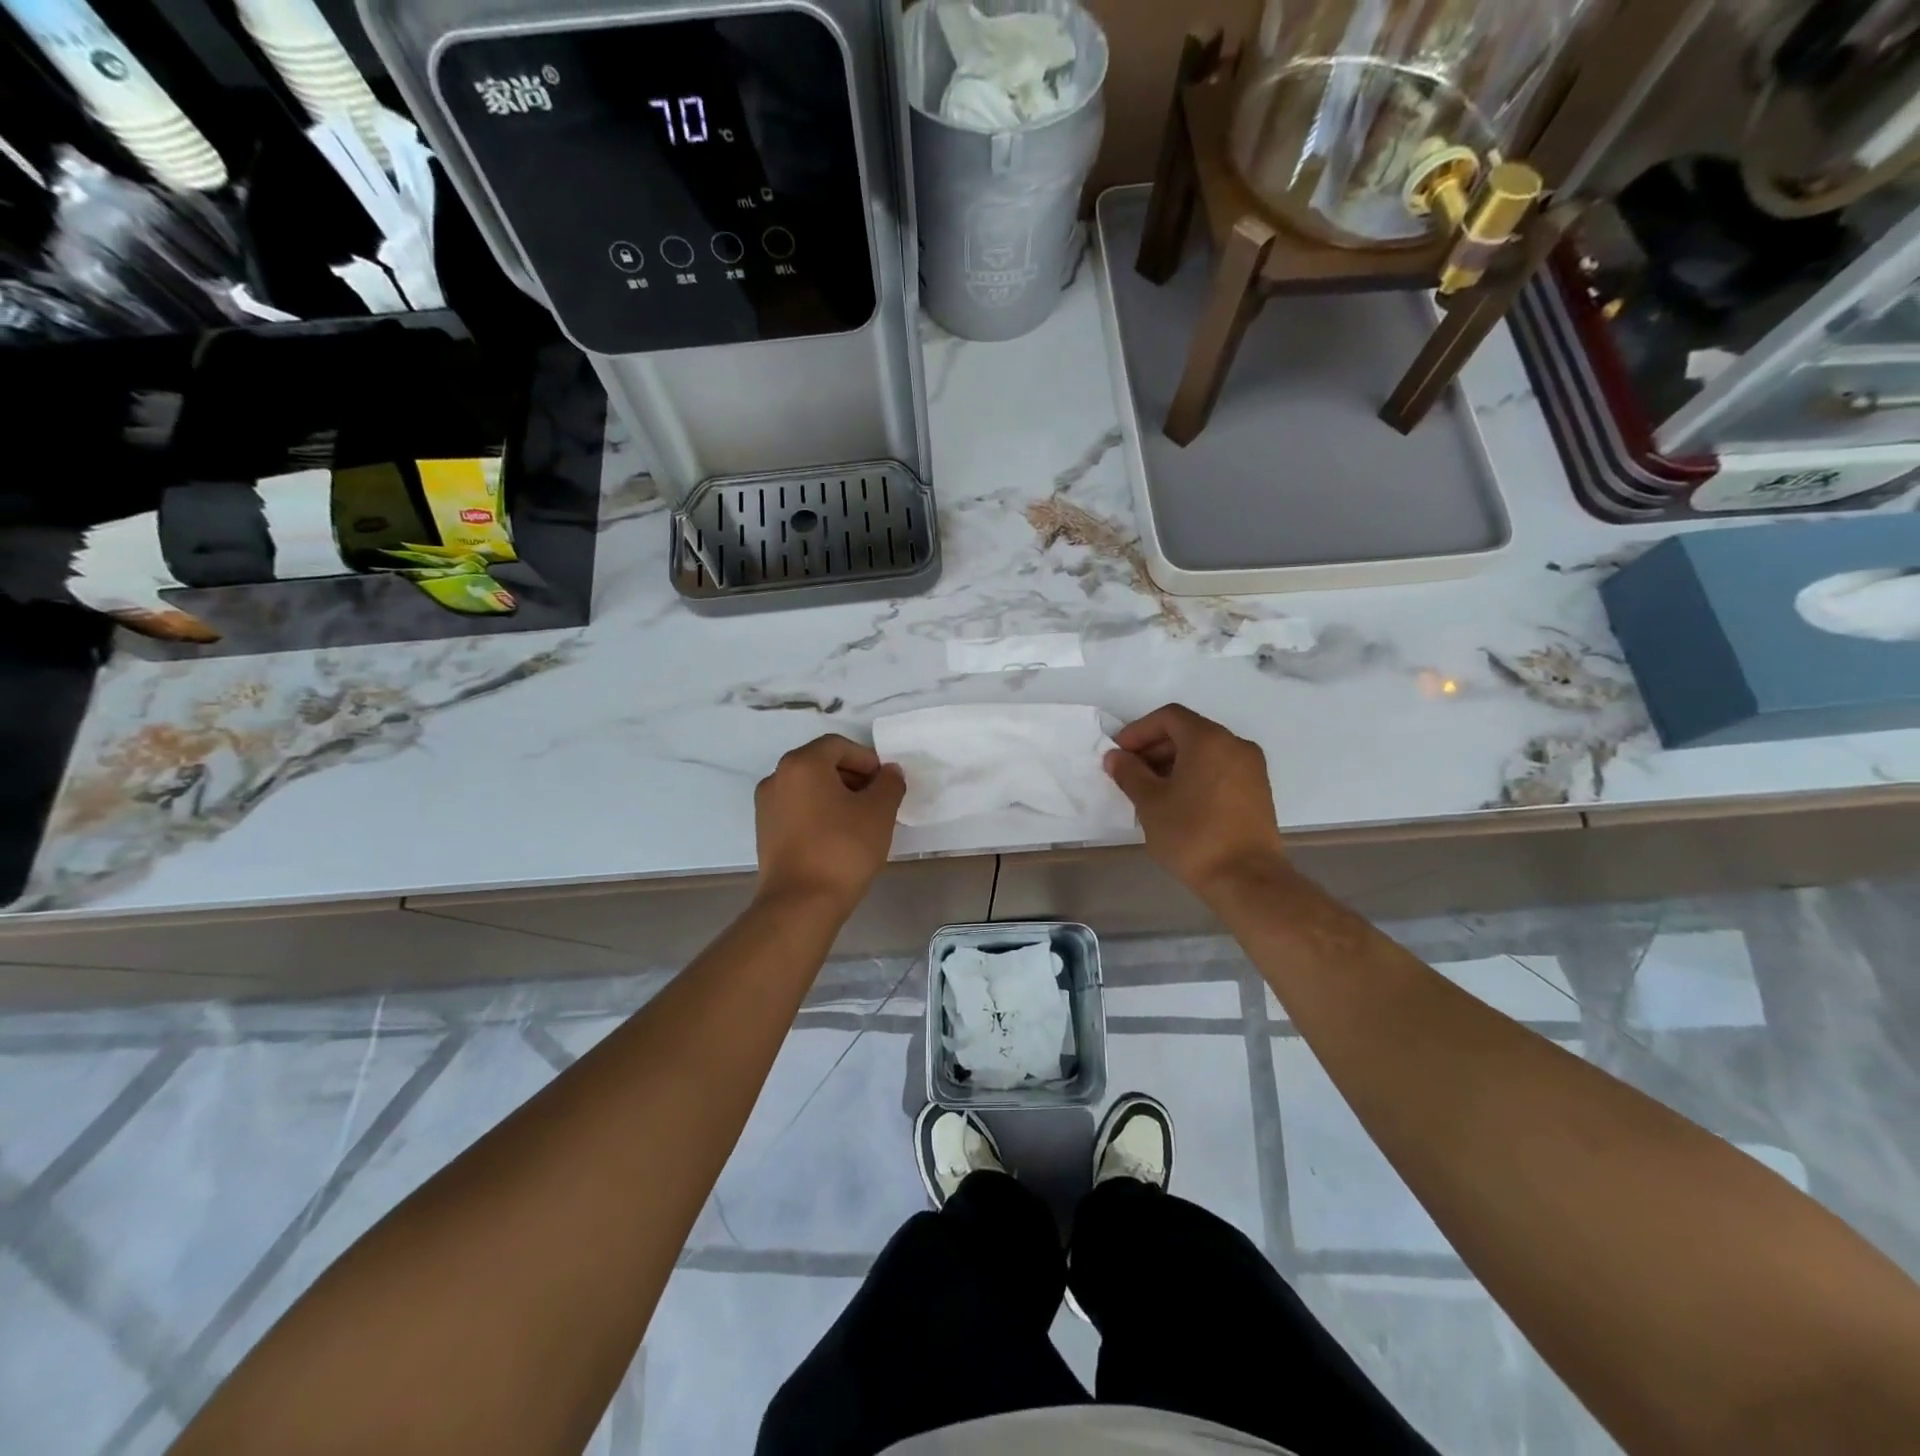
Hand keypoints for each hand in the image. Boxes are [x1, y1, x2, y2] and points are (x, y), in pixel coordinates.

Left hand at [754, 734, 904, 910]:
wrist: (800, 903)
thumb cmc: (842, 849)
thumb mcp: (879, 812)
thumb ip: (889, 783)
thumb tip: (889, 772)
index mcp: (802, 763)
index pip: (839, 746)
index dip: (868, 760)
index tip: (886, 783)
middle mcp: (777, 777)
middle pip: (821, 764)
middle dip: (853, 777)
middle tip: (878, 801)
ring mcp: (766, 806)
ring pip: (809, 788)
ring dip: (837, 796)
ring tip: (862, 821)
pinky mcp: (765, 832)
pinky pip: (798, 809)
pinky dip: (819, 813)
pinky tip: (839, 837)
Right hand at [1105, 704, 1286, 898]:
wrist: (1246, 879)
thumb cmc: (1192, 835)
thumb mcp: (1150, 803)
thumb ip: (1130, 773)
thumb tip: (1116, 757)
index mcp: (1209, 739)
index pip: (1168, 717)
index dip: (1138, 731)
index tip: (1119, 754)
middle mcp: (1235, 745)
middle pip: (1188, 732)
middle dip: (1154, 747)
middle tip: (1130, 773)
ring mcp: (1252, 768)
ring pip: (1205, 752)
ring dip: (1174, 763)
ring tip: (1150, 790)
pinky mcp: (1258, 791)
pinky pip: (1220, 769)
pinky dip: (1195, 775)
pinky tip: (1177, 802)